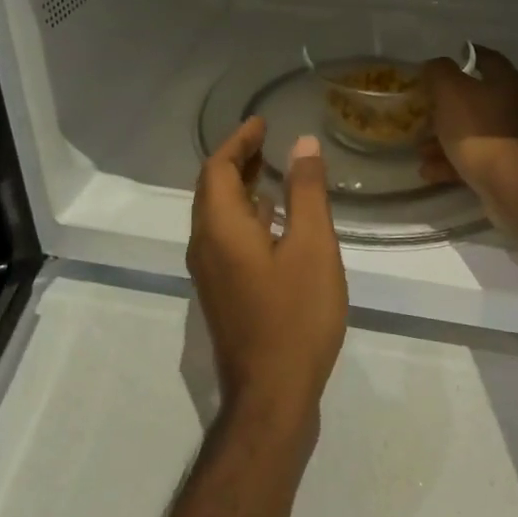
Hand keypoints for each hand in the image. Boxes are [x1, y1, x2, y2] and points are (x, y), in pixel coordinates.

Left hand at [188, 117, 347, 440]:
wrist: (272, 394)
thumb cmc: (295, 315)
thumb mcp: (312, 246)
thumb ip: (306, 192)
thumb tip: (303, 144)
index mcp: (220, 228)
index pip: (217, 168)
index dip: (238, 140)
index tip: (262, 122)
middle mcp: (205, 246)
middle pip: (212, 190)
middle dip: (236, 160)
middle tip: (266, 140)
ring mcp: (211, 273)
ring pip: (218, 216)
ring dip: (241, 187)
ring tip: (271, 169)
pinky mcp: (223, 293)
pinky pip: (226, 238)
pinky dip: (246, 215)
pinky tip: (274, 219)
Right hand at [419, 46, 517, 197]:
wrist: (509, 182)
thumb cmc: (478, 129)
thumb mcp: (450, 91)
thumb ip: (440, 72)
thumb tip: (436, 65)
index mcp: (508, 82)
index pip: (489, 59)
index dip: (469, 55)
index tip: (453, 57)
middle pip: (480, 100)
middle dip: (449, 107)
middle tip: (426, 111)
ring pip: (476, 133)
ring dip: (447, 139)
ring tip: (421, 149)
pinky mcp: (512, 168)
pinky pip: (478, 159)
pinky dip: (454, 163)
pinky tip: (430, 172)